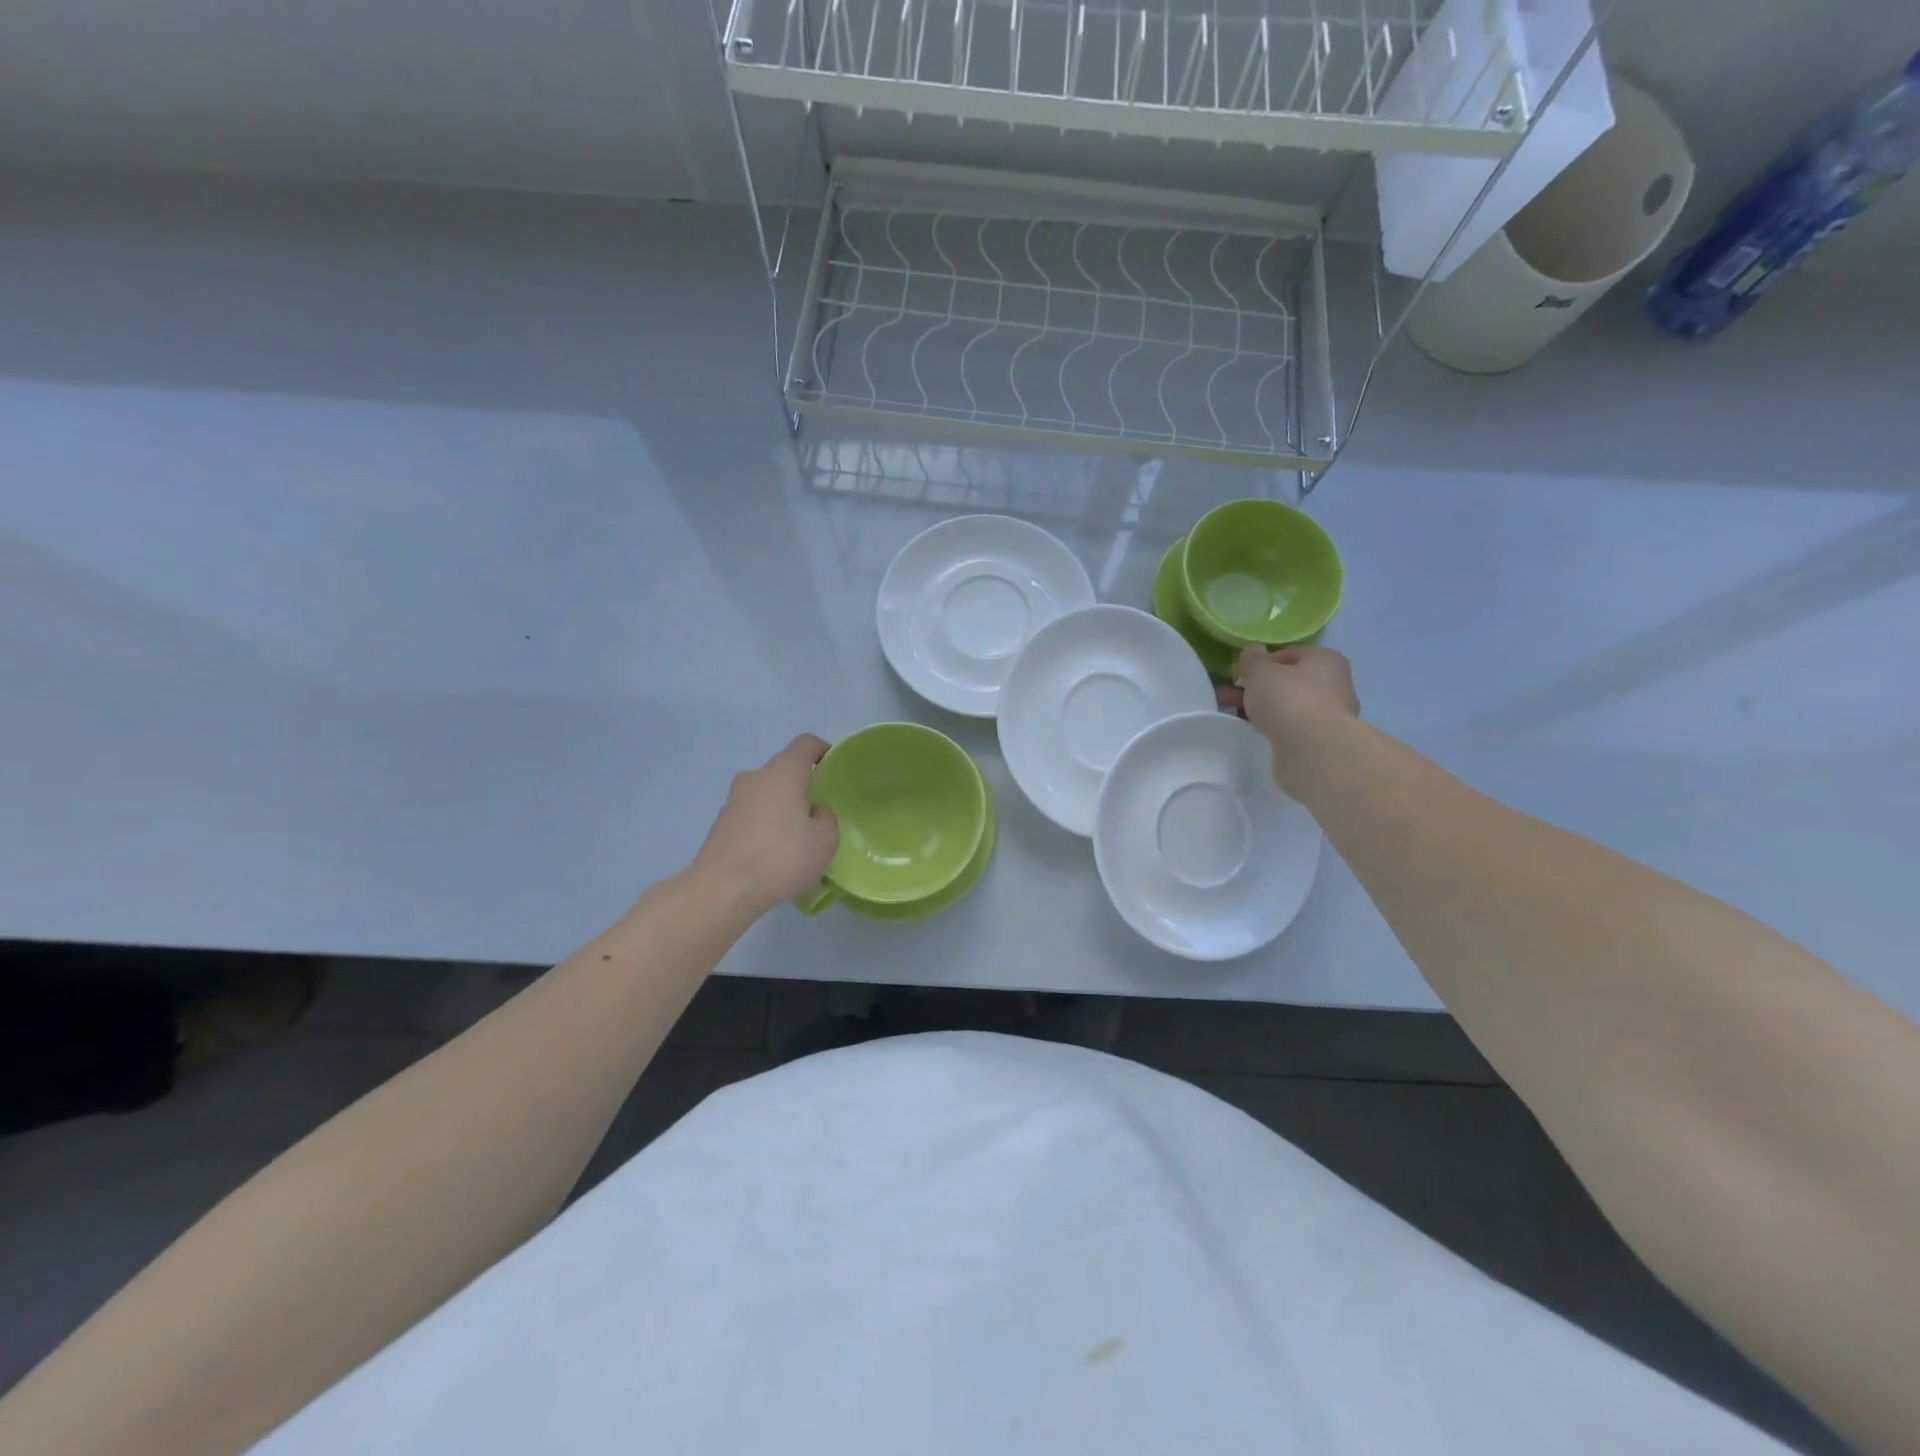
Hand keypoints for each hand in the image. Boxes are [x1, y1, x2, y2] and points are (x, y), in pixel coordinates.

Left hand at [690, 736, 839, 912]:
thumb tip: (813, 812)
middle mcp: (755, 776)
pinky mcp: (720, 823)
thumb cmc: (781, 857)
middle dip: (802, 785)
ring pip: (766, 793)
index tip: (834, 768)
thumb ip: (826, 818)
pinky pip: (751, 814)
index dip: (823, 751)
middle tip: (818, 812)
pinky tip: (773, 854)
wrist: (722, 889)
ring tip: (796, 838)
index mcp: (784, 772)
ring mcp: (733, 799)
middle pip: (784, 770)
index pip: (806, 744)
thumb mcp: (825, 840)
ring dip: (782, 807)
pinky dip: (764, 825)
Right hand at [1230, 645, 1360, 795]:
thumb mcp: (1259, 672)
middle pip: (1289, 680)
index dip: (1260, 663)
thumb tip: (1253, 650)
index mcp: (1325, 659)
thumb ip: (1252, 659)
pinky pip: (1294, 727)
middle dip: (1260, 688)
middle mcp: (1336, 683)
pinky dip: (1277, 728)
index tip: (1238, 676)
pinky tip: (1260, 733)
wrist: (1313, 749)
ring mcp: (1332, 713)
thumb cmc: (1287, 700)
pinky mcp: (1324, 739)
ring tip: (1240, 716)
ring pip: (1290, 705)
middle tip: (1233, 697)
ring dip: (1266, 709)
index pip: (1288, 654)